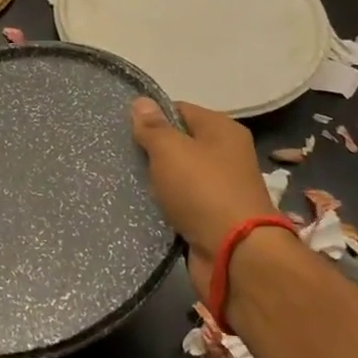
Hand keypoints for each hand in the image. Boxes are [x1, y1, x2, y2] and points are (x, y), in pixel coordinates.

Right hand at [130, 98, 280, 283]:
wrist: (235, 255)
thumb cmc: (202, 190)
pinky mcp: (212, 217)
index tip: (125, 130)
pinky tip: (142, 206)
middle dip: (151, 151)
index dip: (152, 117)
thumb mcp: (170, 150)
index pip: (180, 110)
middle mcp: (226, 155)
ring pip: (178, 176)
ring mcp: (220, 188)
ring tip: (126, 181)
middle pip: (179, 143)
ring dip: (156, 181)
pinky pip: (181, 203)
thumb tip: (141, 102)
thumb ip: (153, 127)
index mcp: (222, 130)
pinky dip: (165, 205)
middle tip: (122, 156)